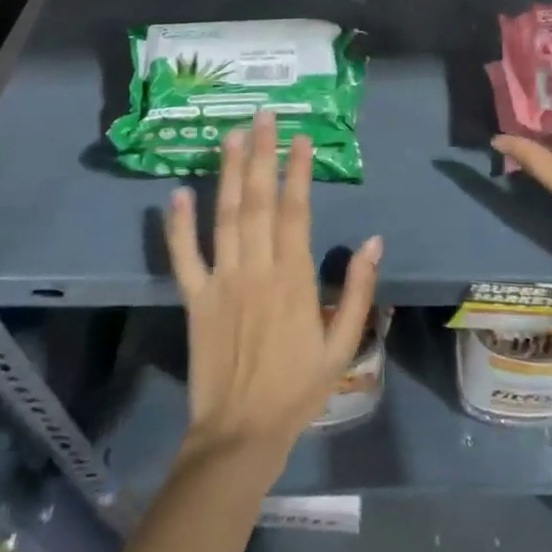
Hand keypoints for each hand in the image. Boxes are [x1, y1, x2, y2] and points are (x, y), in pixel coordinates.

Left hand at [166, 110, 383, 474]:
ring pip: (224, 217)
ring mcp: (221, 282)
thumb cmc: (298, 389)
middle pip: (258, 202)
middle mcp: (255, 270)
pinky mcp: (194, 300)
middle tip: (264, 116)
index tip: (302, 137)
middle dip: (263, 154)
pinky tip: (177, 192)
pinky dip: (178, 225)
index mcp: (294, 279)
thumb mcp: (344, 345)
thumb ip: (359, 291)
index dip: (299, 171)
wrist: (240, 435)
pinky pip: (183, 257)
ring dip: (228, 174)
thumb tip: (374, 241)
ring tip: (232, 136)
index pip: (296, 211)